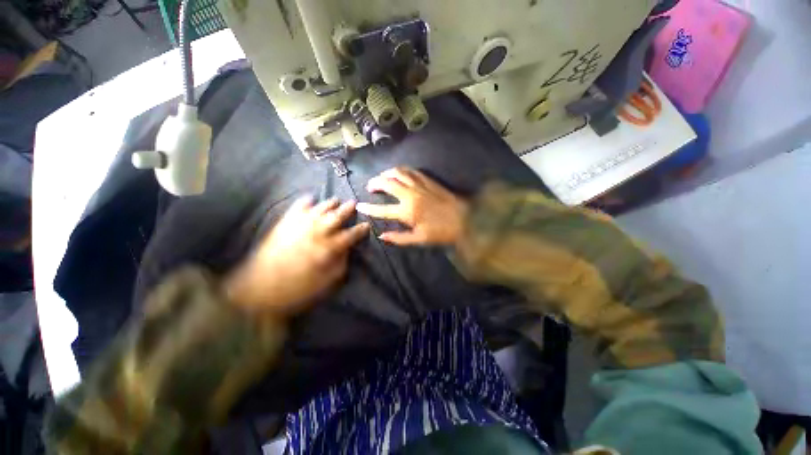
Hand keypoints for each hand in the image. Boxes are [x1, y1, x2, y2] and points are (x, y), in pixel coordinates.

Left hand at [224, 196, 369, 317]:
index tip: (366, 225)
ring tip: (336, 200)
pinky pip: (296, 208)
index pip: (350, 235)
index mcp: (328, 249)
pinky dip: (304, 202)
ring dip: (329, 203)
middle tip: (354, 203)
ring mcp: (299, 226)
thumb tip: (346, 250)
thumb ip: (340, 264)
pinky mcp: (284, 225)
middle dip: (347, 210)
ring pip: (319, 209)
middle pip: (336, 217)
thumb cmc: (297, 290)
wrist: (260, 290)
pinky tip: (309, 199)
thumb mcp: (327, 283)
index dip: (360, 230)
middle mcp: (316, 233)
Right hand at [356, 167, 468, 245]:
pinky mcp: (428, 180)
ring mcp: (419, 185)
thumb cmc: (442, 232)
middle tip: (370, 187)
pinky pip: (411, 171)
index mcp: (407, 212)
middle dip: (374, 183)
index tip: (359, 206)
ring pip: (398, 173)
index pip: (382, 209)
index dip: (368, 208)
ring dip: (386, 173)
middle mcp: (410, 195)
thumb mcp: (419, 239)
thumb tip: (382, 236)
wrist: (466, 219)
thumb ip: (399, 238)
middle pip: (387, 183)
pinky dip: (401, 170)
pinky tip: (398, 173)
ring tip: (381, 178)